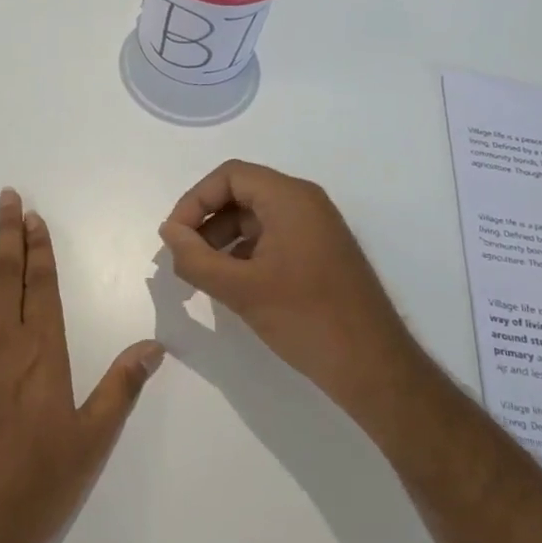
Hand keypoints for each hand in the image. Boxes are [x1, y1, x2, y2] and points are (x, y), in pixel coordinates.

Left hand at [0, 189, 164, 542]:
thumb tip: (154, 345)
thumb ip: (120, 389)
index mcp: (41, 353)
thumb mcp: (90, 443)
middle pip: (4, 274)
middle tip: (6, 196)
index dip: (39, 248)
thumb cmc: (31, 488)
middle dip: (6, 232)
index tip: (34, 217)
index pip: (42, 285)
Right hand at [158, 160, 415, 420]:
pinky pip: (273, 237)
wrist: (373, 366)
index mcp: (290, 198)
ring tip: (202, 274)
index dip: (194, 201)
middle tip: (183, 257)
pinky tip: (231, 284)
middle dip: (206, 221)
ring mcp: (316, 228)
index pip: (230, 176)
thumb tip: (169, 233)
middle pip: (242, 193)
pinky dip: (245, 252)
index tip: (174, 237)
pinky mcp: (320, 253)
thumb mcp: (240, 289)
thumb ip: (195, 258)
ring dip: (222, 239)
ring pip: (255, 217)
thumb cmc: (305, 319)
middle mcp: (306, 203)